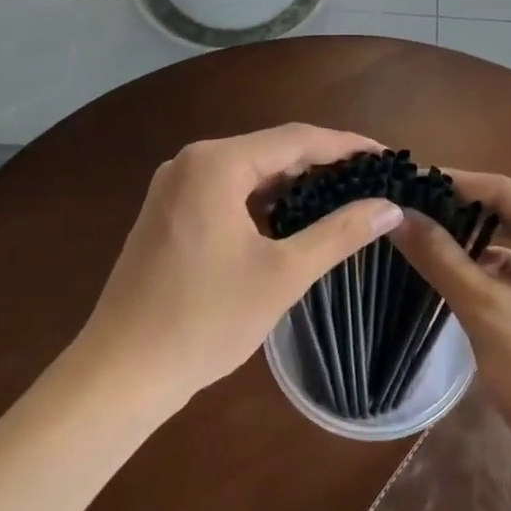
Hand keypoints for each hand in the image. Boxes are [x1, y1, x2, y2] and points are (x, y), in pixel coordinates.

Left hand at [79, 125, 404, 407]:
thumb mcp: (283, 274)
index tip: (389, 157)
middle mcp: (191, 161)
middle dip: (323, 164)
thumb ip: (340, 233)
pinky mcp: (167, 212)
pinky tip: (291, 219)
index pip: (298, 139)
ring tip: (342, 197)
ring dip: (293, 183)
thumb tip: (389, 207)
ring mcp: (174, 186)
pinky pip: (226, 191)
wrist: (121, 372)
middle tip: (371, 180)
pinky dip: (262, 200)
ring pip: (248, 171)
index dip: (348, 146)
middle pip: (271, 150)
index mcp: (217, 163)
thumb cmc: (206, 319)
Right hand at [390, 172, 510, 470]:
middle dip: (458, 213)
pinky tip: (453, 276)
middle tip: (405, 211)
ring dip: (471, 243)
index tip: (404, 182)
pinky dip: (488, 270)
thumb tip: (398, 215)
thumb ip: (442, 258)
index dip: (452, 183)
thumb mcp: (487, 312)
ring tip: (419, 238)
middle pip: (509, 214)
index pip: (503, 191)